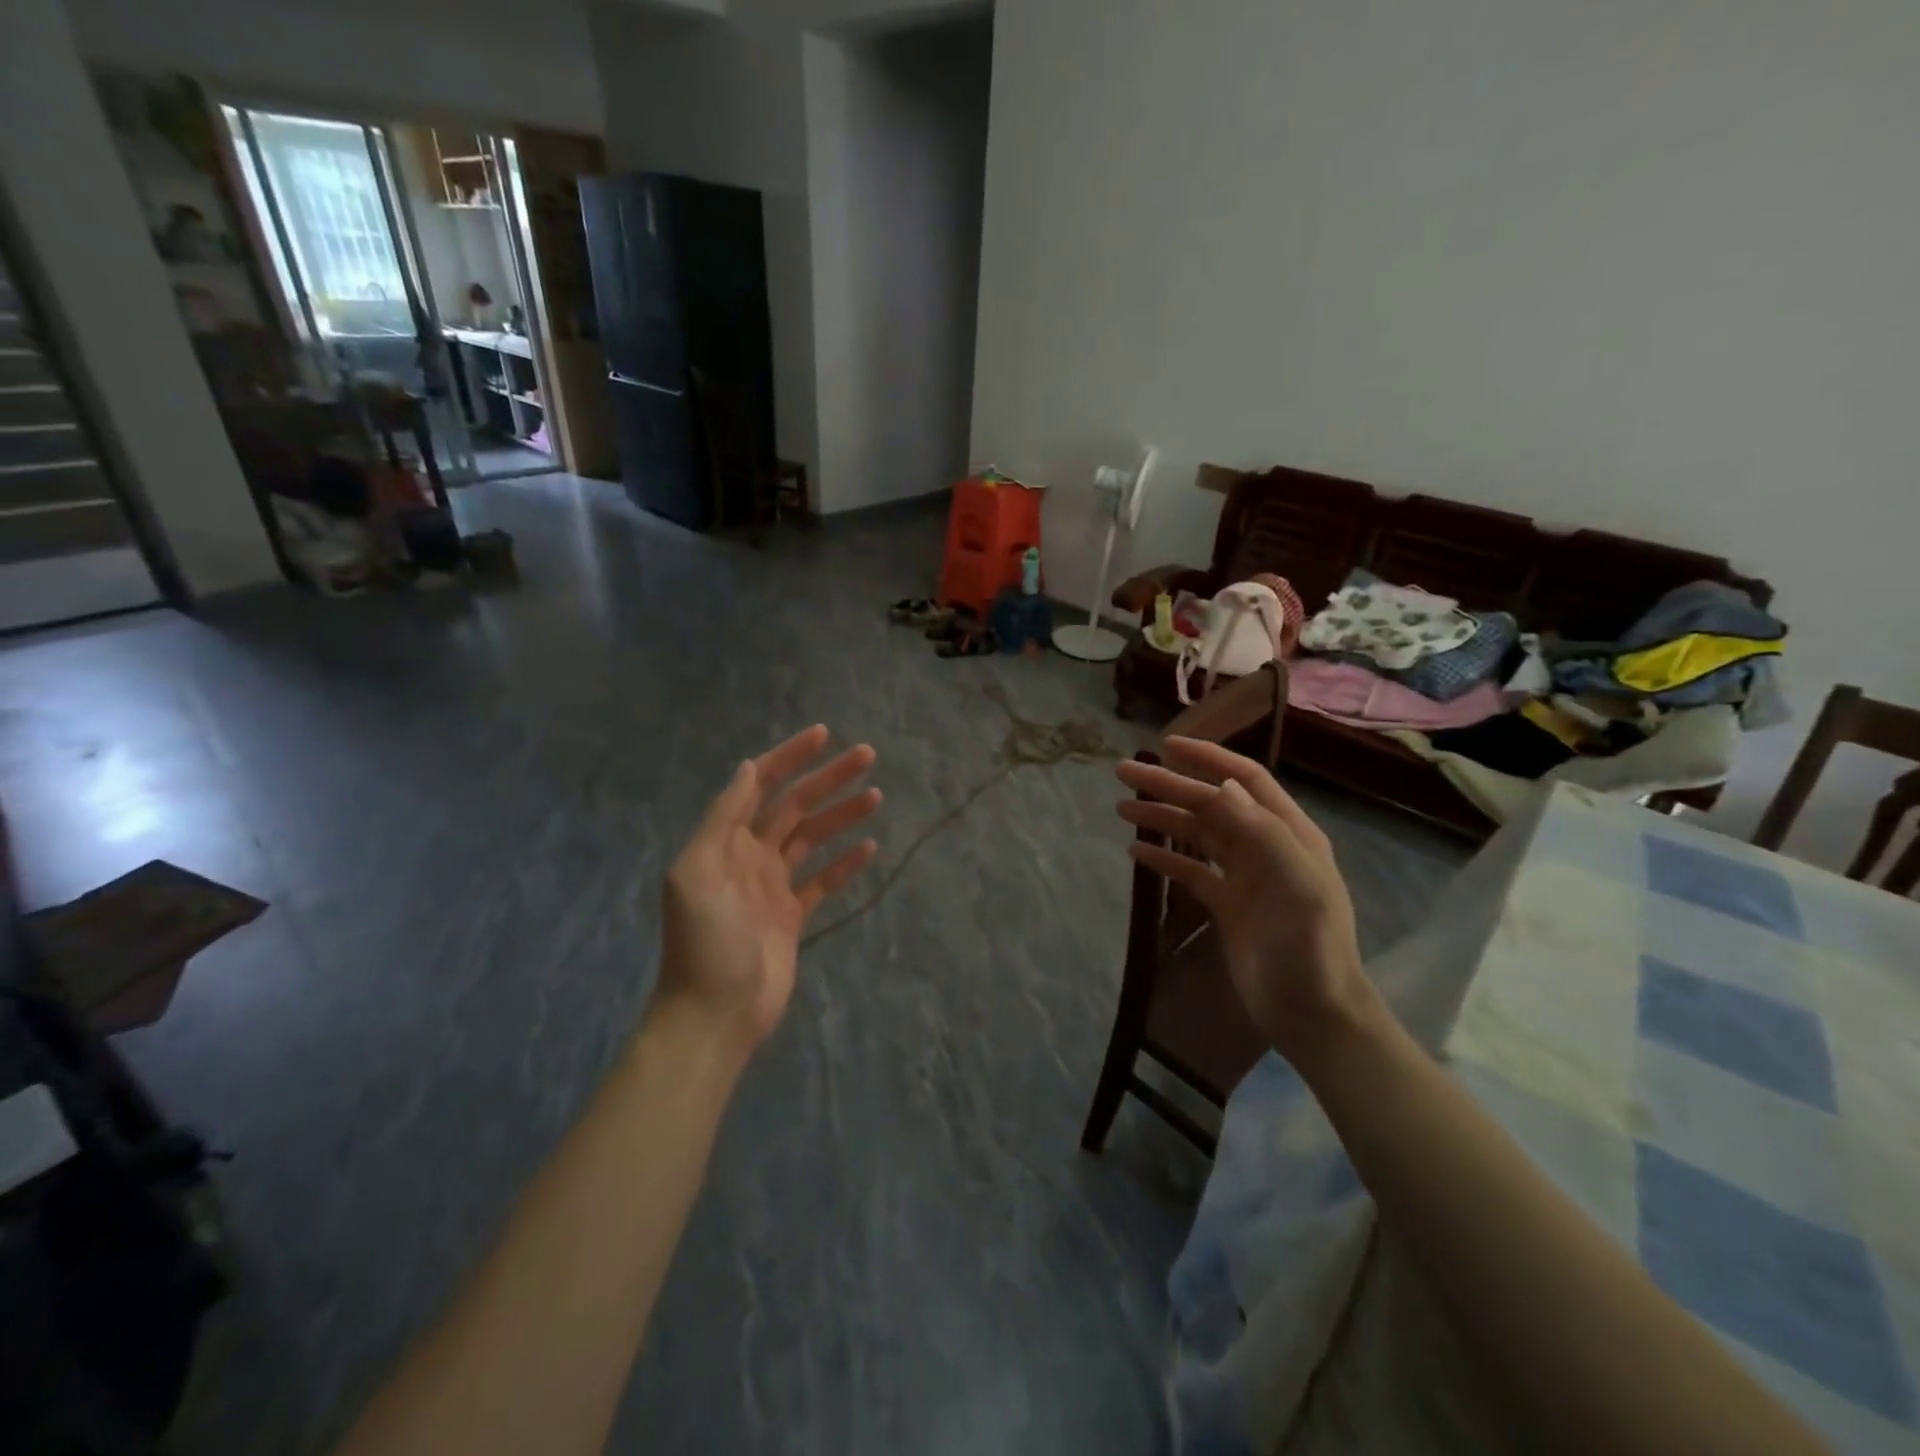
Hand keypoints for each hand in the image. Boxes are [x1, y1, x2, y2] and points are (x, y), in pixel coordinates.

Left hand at [659, 727, 880, 1052]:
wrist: (715, 1014)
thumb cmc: (705, 942)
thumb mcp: (697, 873)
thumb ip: (722, 818)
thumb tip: (748, 767)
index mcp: (726, 841)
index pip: (761, 785)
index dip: (790, 757)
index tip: (824, 736)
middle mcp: (750, 855)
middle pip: (795, 805)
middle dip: (828, 779)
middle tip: (867, 756)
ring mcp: (773, 886)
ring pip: (813, 838)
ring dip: (842, 815)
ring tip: (876, 796)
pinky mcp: (793, 915)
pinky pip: (823, 881)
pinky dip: (845, 863)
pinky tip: (870, 848)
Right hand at [1115, 738, 1369, 1059]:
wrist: (1312, 1013)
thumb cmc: (1309, 946)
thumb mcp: (1296, 884)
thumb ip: (1261, 832)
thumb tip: (1221, 786)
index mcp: (1288, 833)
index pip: (1244, 780)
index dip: (1208, 758)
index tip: (1167, 745)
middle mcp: (1265, 847)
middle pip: (1211, 804)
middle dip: (1169, 785)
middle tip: (1123, 772)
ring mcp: (1244, 876)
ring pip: (1197, 834)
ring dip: (1162, 817)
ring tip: (1121, 808)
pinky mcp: (1226, 905)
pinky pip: (1190, 871)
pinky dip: (1164, 857)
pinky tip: (1135, 851)